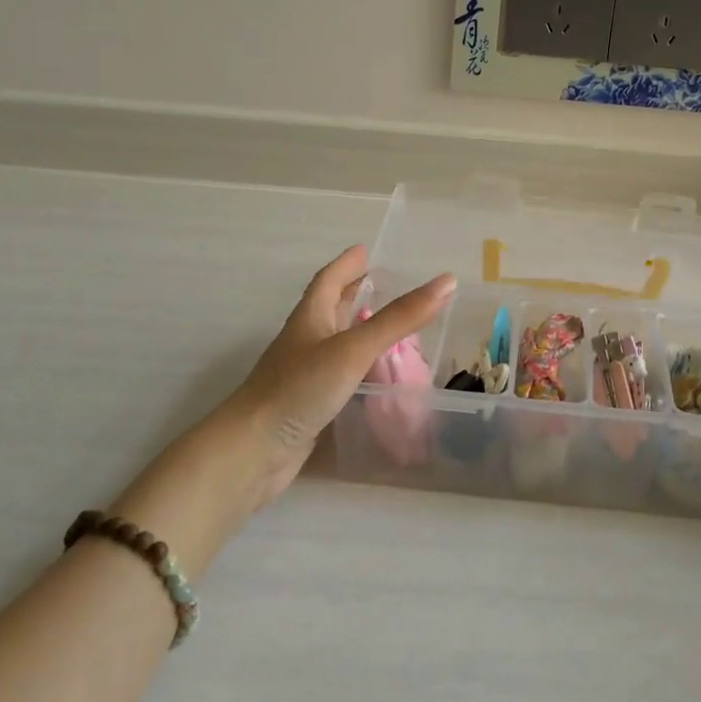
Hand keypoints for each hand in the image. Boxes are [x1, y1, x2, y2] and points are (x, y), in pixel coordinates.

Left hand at [225, 245, 455, 499]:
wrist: (252, 452)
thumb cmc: (300, 389)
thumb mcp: (354, 348)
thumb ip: (400, 318)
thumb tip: (448, 282)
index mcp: (310, 319)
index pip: (329, 280)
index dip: (347, 264)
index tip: (365, 250)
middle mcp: (305, 342)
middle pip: (329, 308)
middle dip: (352, 293)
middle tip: (380, 282)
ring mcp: (304, 375)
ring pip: (334, 343)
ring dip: (357, 330)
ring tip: (389, 326)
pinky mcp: (308, 405)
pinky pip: (338, 376)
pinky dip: (358, 368)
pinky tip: (376, 377)